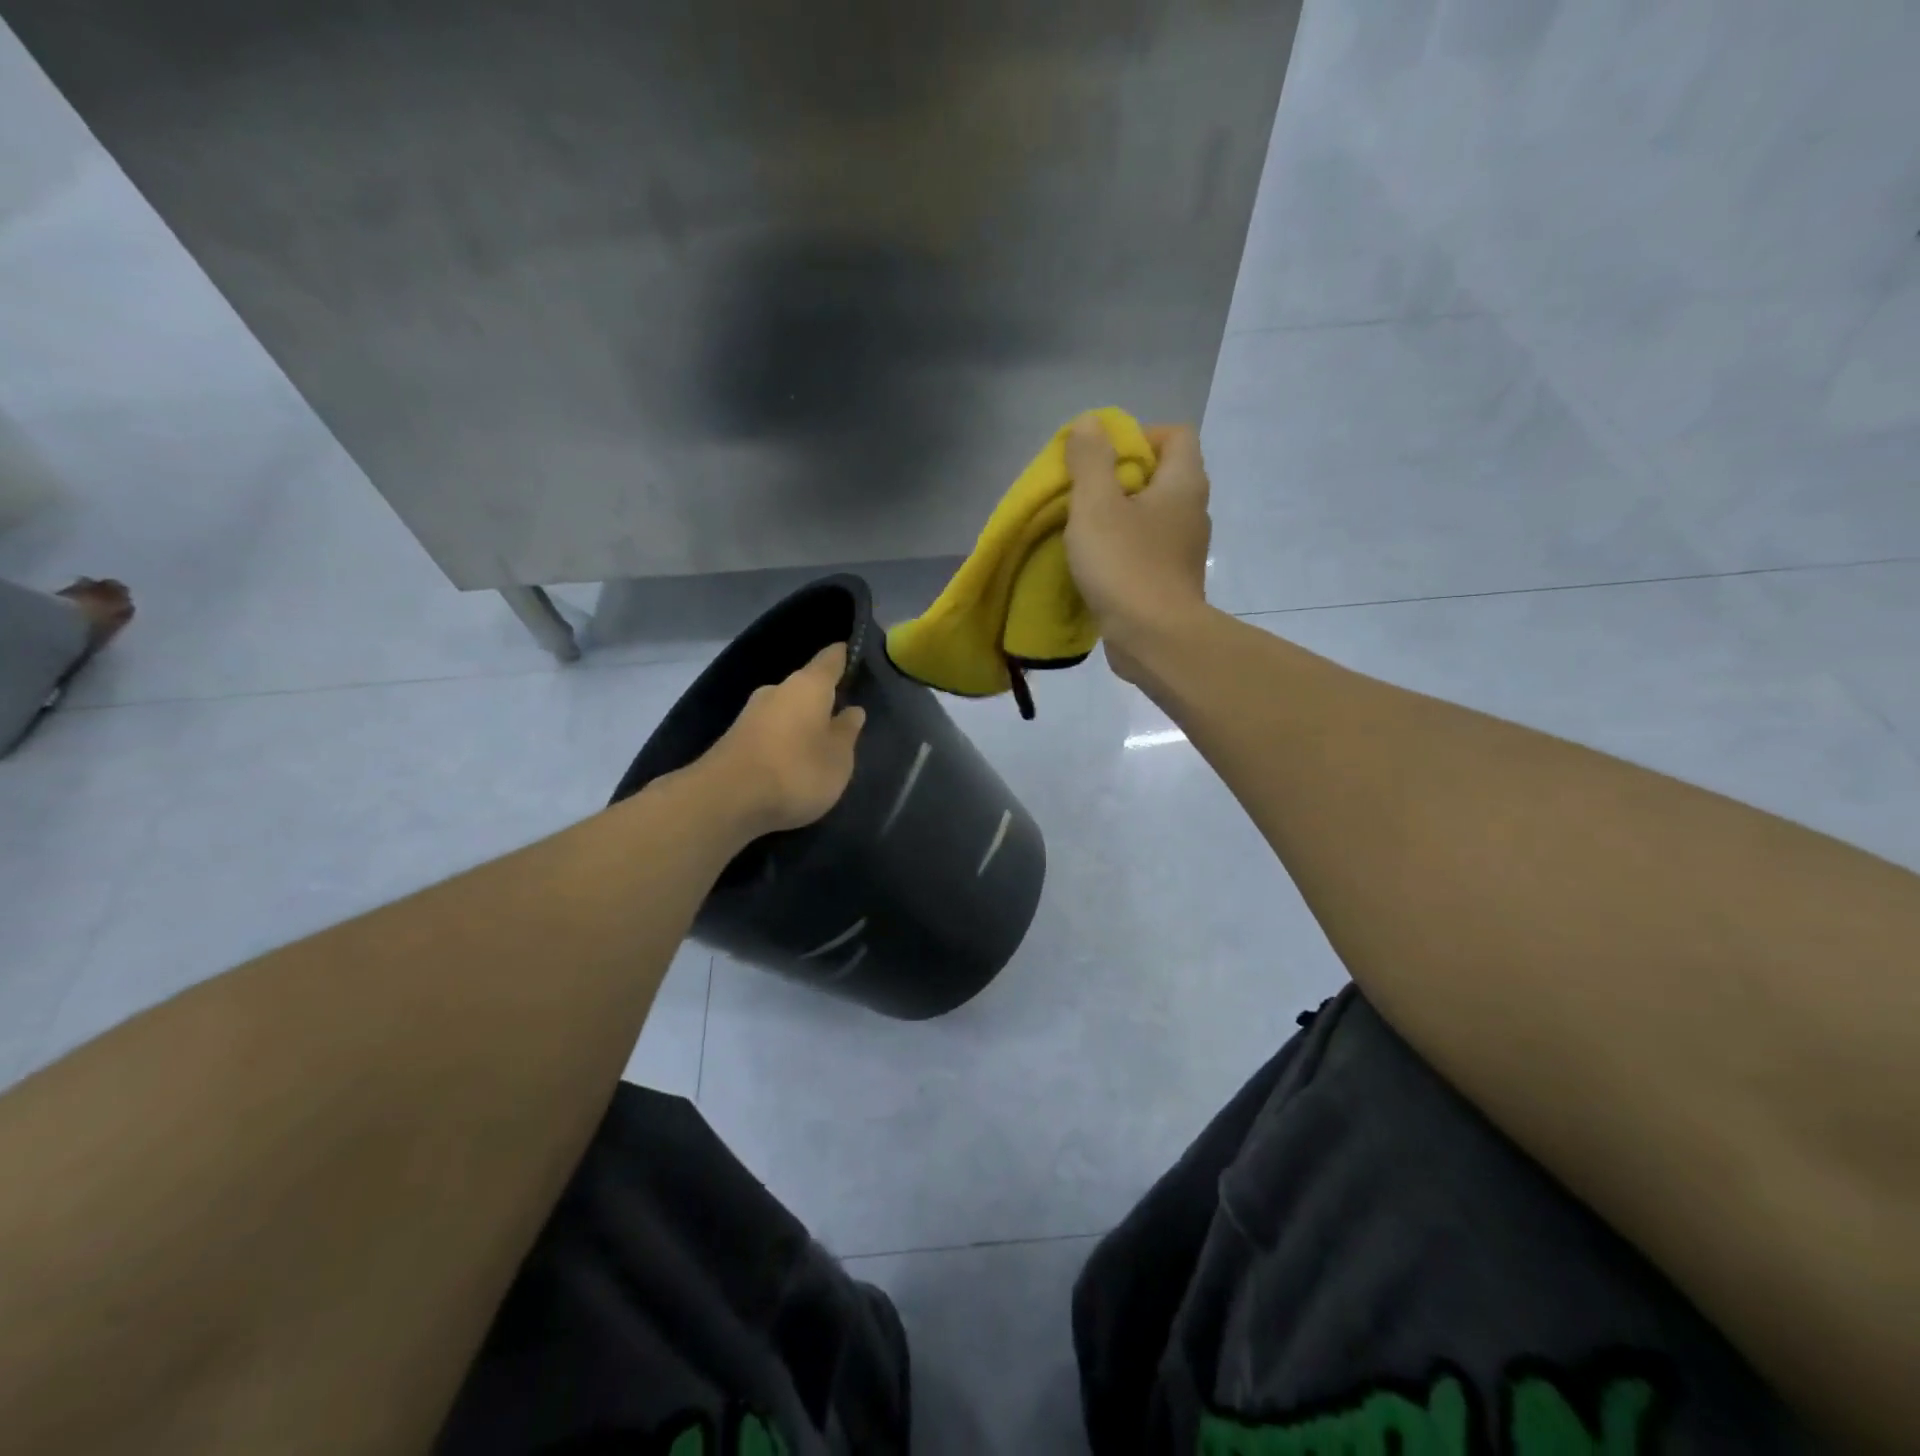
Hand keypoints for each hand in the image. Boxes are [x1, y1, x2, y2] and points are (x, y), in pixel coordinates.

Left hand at [697, 643, 866, 835]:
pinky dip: (785, 740)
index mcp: (808, 685)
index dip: (846, 657)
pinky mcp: (736, 738)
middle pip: (807, 685)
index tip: (858, 658)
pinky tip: (794, 761)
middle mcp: (777, 689)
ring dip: (803, 722)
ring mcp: (752, 713)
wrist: (725, 799)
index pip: (832, 658)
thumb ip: (847, 732)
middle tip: (844, 715)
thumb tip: (853, 710)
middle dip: (824, 698)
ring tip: (821, 743)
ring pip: (787, 709)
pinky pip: (770, 731)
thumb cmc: (796, 771)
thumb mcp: (837, 758)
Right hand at [1064, 415, 1211, 682]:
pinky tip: (1096, 564)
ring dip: (1119, 517)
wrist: (1154, 639)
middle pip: (1160, 475)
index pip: (1175, 435)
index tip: (1101, 458)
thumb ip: (1090, 460)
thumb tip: (1090, 424)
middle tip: (1084, 494)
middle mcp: (1192, 511)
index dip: (1138, 436)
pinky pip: (1146, 550)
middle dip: (1120, 478)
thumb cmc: (1125, 565)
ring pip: (1152, 516)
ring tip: (1084, 530)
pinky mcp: (1171, 582)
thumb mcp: (1096, 504)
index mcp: (1183, 483)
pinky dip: (1123, 549)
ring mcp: (1184, 550)